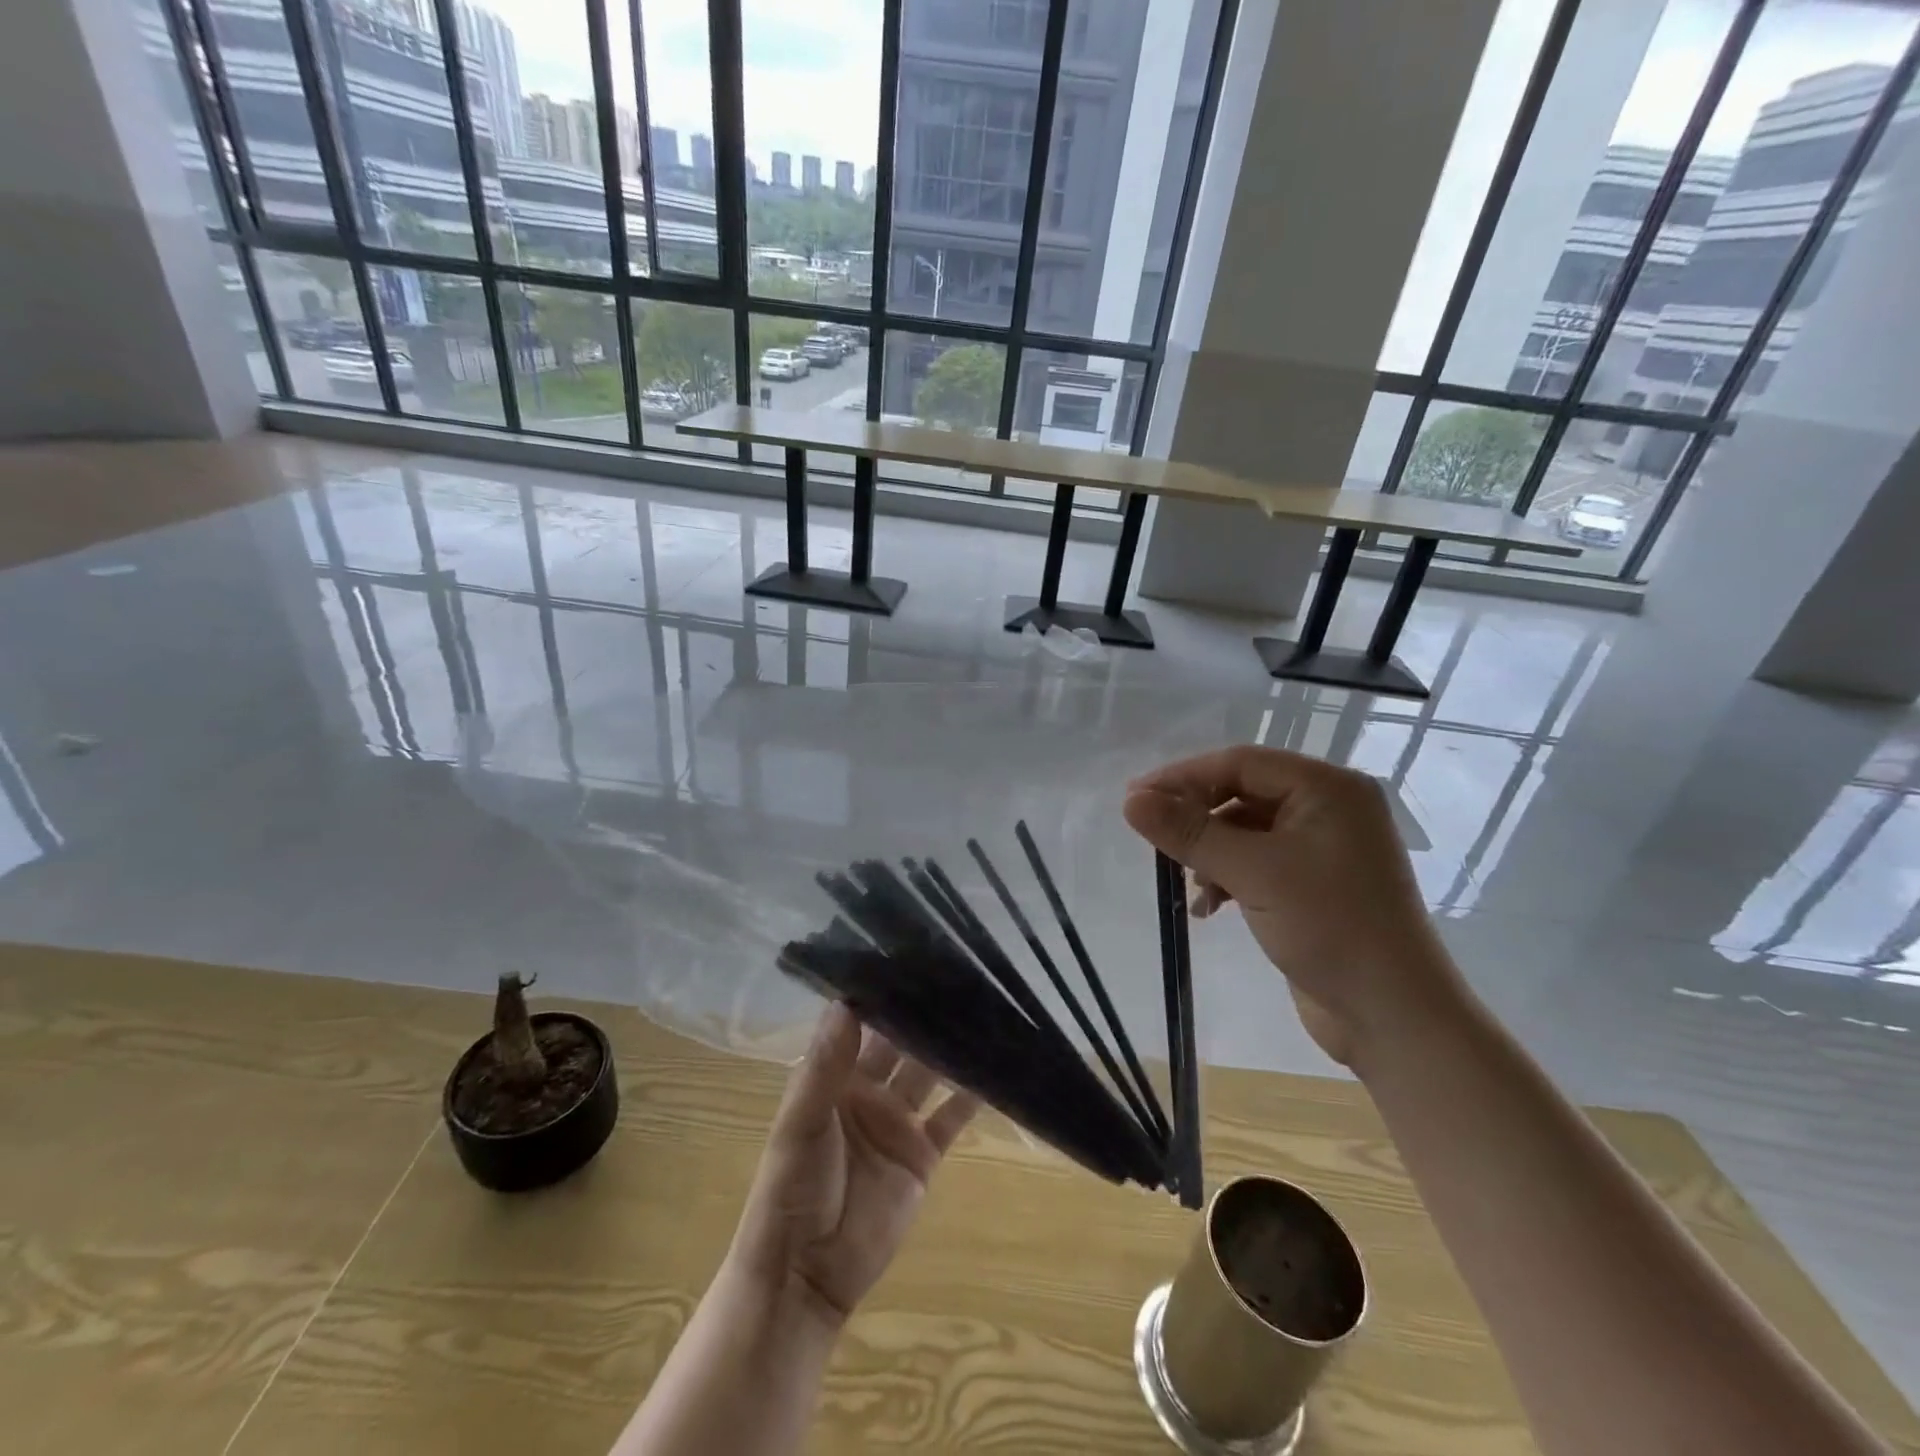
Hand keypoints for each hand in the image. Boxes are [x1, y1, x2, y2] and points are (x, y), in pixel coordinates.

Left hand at [725, 1003, 979, 1330]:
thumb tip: (847, 1000)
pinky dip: (971, 1098)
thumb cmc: (793, 1190)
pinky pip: (950, 1119)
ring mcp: (897, 1122)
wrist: (806, 1275)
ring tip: (985, 1013)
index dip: (884, 994)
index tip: (912, 957)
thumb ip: (826, 1064)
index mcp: (834, 1076)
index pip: (863, 1023)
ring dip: (952, 1049)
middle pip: (902, 1044)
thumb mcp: (801, 1122)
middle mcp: (868, 1090)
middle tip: (960, 975)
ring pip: (930, 1074)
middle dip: (925, 1014)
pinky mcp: (921, 1156)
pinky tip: (997, 1073)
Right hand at [1124, 745, 1468, 1067]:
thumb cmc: (1330, 928)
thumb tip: (1130, 801)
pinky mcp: (1315, 882)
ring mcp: (1325, 846)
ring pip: (1246, 829)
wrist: (1393, 1016)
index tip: (1135, 799)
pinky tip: (1211, 906)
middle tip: (1151, 837)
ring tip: (1189, 885)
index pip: (1240, 763)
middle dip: (1197, 817)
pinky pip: (1258, 861)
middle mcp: (1330, 807)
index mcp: (1328, 788)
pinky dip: (1229, 876)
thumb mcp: (1252, 873)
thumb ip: (1190, 832)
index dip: (1183, 777)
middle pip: (1242, 793)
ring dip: (1210, 852)